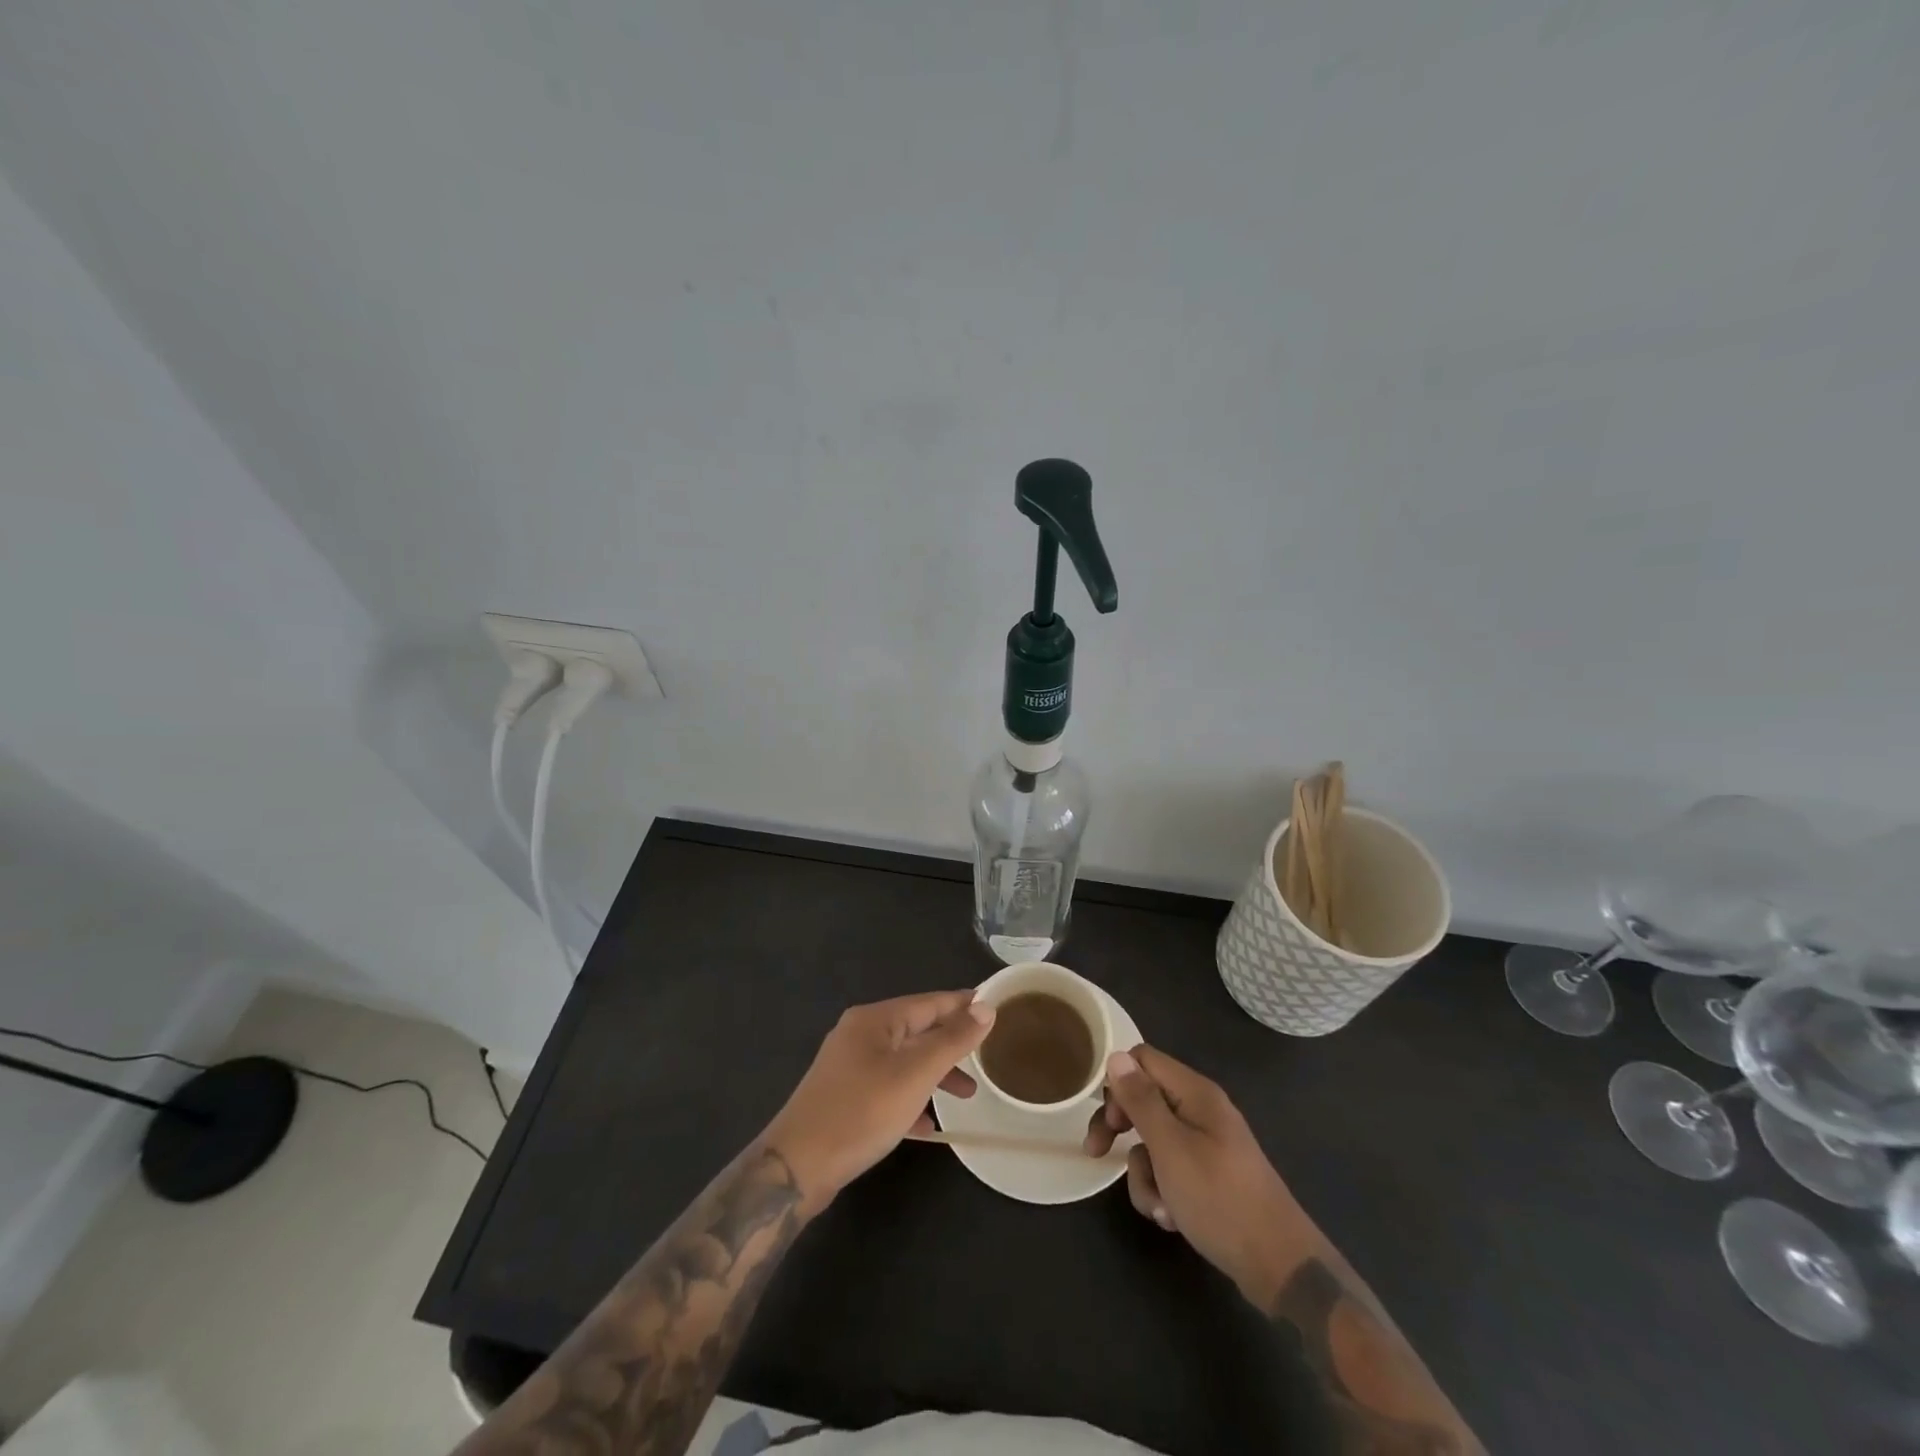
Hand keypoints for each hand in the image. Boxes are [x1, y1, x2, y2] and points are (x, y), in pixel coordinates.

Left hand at [763, 991, 995, 1211]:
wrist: (796, 1167)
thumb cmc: (861, 1112)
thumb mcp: (915, 1074)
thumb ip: (952, 1040)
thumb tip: (986, 1007)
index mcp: (875, 1019)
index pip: (929, 1002)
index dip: (963, 1005)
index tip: (996, 1008)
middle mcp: (859, 1035)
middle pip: (916, 1030)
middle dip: (951, 1044)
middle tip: (986, 1056)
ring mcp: (848, 1067)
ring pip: (903, 1062)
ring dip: (935, 1074)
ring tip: (967, 1095)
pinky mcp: (843, 1098)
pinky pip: (887, 1089)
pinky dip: (911, 1099)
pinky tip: (928, 1125)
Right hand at [1084, 1045, 1301, 1304]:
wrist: (1279, 1265)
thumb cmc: (1220, 1199)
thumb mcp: (1170, 1148)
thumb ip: (1141, 1100)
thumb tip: (1116, 1056)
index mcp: (1195, 1093)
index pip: (1142, 1059)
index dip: (1118, 1082)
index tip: (1106, 1118)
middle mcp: (1201, 1110)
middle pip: (1144, 1100)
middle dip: (1120, 1130)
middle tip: (1098, 1153)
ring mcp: (1207, 1145)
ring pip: (1153, 1142)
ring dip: (1144, 1174)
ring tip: (1158, 1207)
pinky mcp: (1210, 1176)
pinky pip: (1171, 1170)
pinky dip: (1163, 1191)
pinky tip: (1172, 1219)